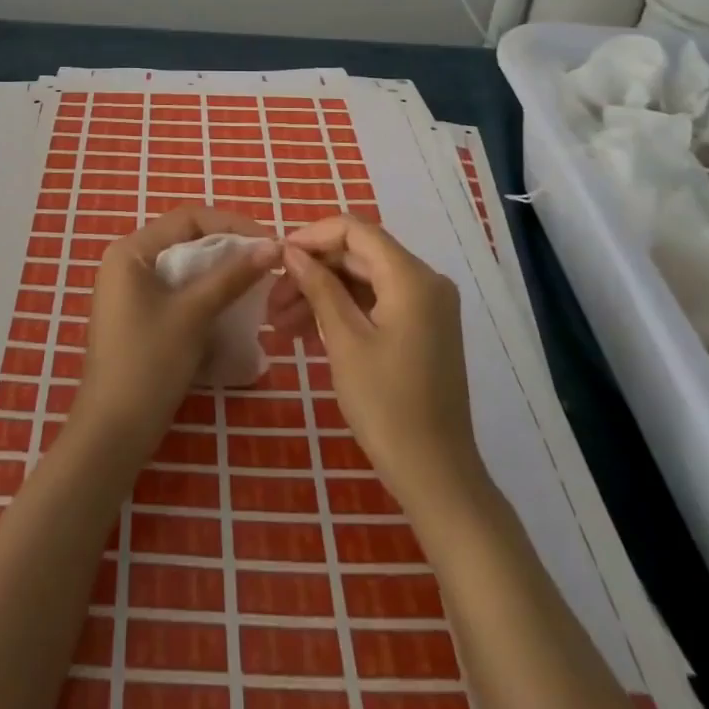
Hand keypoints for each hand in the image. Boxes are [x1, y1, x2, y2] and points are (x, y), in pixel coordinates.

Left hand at [74, 207, 278, 455]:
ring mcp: (128, 289)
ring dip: (218, 271)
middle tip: (266, 260)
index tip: (268, 241)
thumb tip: (272, 245)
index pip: (188, 218)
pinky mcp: (136, 315)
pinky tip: (229, 305)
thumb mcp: (194, 314)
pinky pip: (175, 289)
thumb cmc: (149, 363)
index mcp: (131, 250)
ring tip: (255, 281)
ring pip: (182, 265)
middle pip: (185, 238)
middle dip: (227, 247)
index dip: (232, 224)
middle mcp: (126, 261)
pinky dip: (203, 292)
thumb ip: (232, 276)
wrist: (112, 433)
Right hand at [277, 215, 484, 515]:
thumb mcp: (344, 341)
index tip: (276, 258)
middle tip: (271, 302)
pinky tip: (307, 332)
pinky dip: (343, 311)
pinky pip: (376, 302)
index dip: (311, 237)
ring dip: (322, 294)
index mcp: (412, 277)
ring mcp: (426, 306)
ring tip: (280, 323)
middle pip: (357, 255)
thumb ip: (319, 287)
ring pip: (363, 280)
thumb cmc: (387, 407)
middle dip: (312, 272)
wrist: (437, 478)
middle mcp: (425, 281)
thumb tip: (291, 251)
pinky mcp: (422, 329)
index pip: (354, 230)